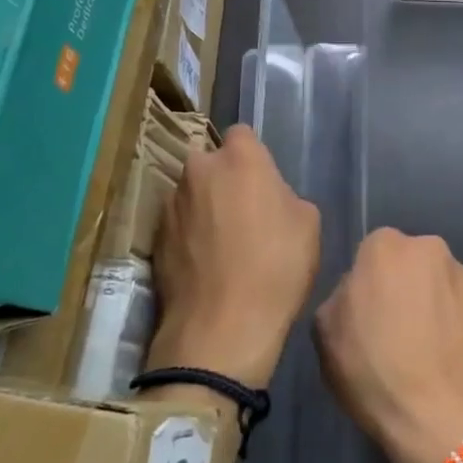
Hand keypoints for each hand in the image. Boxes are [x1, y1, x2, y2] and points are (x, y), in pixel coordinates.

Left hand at [148, 125, 319, 387]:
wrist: (222, 328)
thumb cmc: (277, 267)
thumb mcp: (308, 224)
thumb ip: (285, 195)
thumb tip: (269, 199)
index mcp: (240, 158)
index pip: (242, 134)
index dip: (254, 155)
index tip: (263, 181)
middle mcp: (198, 170)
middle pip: (211, 162)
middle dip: (224, 178)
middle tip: (243, 211)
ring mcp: (171, 204)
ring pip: (191, 193)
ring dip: (204, 207)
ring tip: (222, 244)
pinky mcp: (155, 239)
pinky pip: (177, 225)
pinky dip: (189, 236)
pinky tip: (205, 265)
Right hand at [314, 228, 462, 462]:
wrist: (441, 417)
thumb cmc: (374, 370)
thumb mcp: (325, 333)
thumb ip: (340, 296)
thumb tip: (357, 292)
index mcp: (386, 247)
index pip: (371, 251)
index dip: (366, 282)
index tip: (363, 312)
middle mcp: (430, 249)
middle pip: (408, 261)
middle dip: (400, 284)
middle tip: (390, 326)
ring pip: (436, 282)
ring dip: (428, 302)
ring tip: (420, 345)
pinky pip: (458, 308)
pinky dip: (450, 323)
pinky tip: (442, 356)